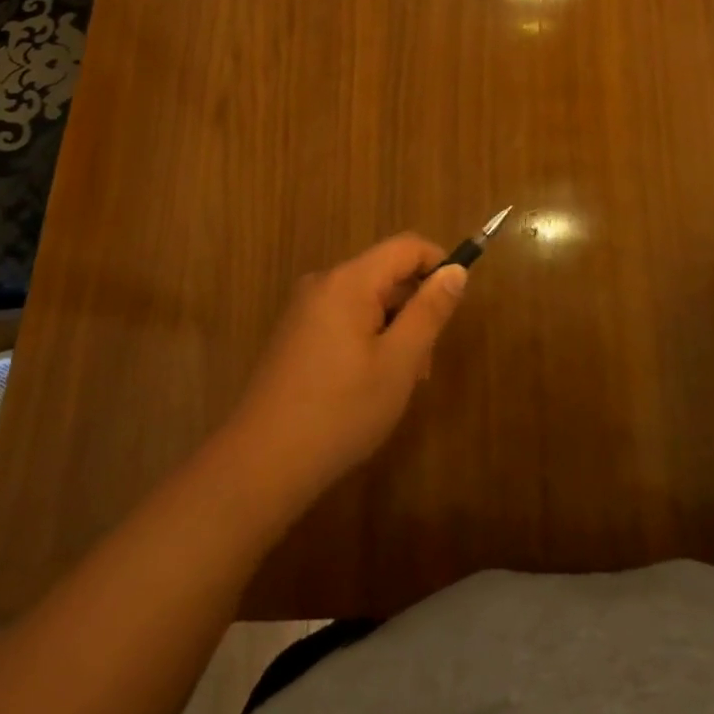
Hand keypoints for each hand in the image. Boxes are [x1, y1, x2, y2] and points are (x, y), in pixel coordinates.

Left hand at [225, 235, 466, 510]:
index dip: (439, 264)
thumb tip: (455, 271)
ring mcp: (303, 310)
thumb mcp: (399, 363)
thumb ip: (429, 311)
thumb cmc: (339, 412)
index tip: (455, 305)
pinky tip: (366, 386)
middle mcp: (323, 283)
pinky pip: (344, 319)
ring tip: (398, 383)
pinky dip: (367, 339)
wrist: (258, 467)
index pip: (407, 246)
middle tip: (424, 363)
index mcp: (348, 281)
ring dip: (393, 328)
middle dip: (415, 307)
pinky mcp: (293, 336)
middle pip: (386, 273)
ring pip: (366, 300)